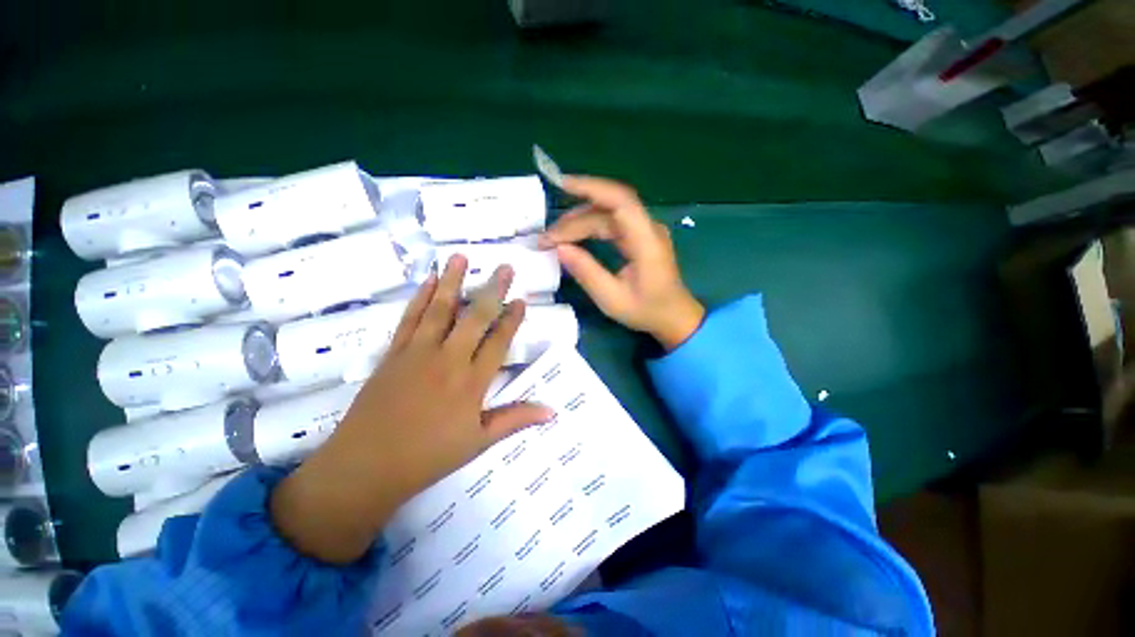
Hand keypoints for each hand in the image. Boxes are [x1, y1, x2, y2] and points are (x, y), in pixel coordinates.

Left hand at [271, 256, 552, 563]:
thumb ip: (515, 420)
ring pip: (441, 309)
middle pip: (476, 317)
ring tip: (461, 256)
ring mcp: (418, 352)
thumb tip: (552, 411)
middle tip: (504, 267)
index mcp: (472, 382)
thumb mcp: (478, 442)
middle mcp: (449, 359)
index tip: (521, 299)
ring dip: (453, 281)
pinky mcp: (393, 352)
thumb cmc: (428, 457)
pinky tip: (428, 281)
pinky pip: (410, 318)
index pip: (499, 342)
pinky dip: (421, 297)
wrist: (365, 467)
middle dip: (493, 290)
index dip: (512, 319)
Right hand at [540, 176, 703, 349]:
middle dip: (574, 219)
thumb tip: (560, 248)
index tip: (561, 185)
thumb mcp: (612, 299)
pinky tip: (573, 236)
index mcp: (647, 241)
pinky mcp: (638, 237)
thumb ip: (586, 272)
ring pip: (607, 215)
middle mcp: (647, 228)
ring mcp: (644, 231)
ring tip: (554, 238)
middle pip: (607, 209)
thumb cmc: (646, 311)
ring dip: (578, 222)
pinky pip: (610, 224)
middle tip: (547, 238)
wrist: (673, 317)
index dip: (591, 187)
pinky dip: (589, 228)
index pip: (620, 201)